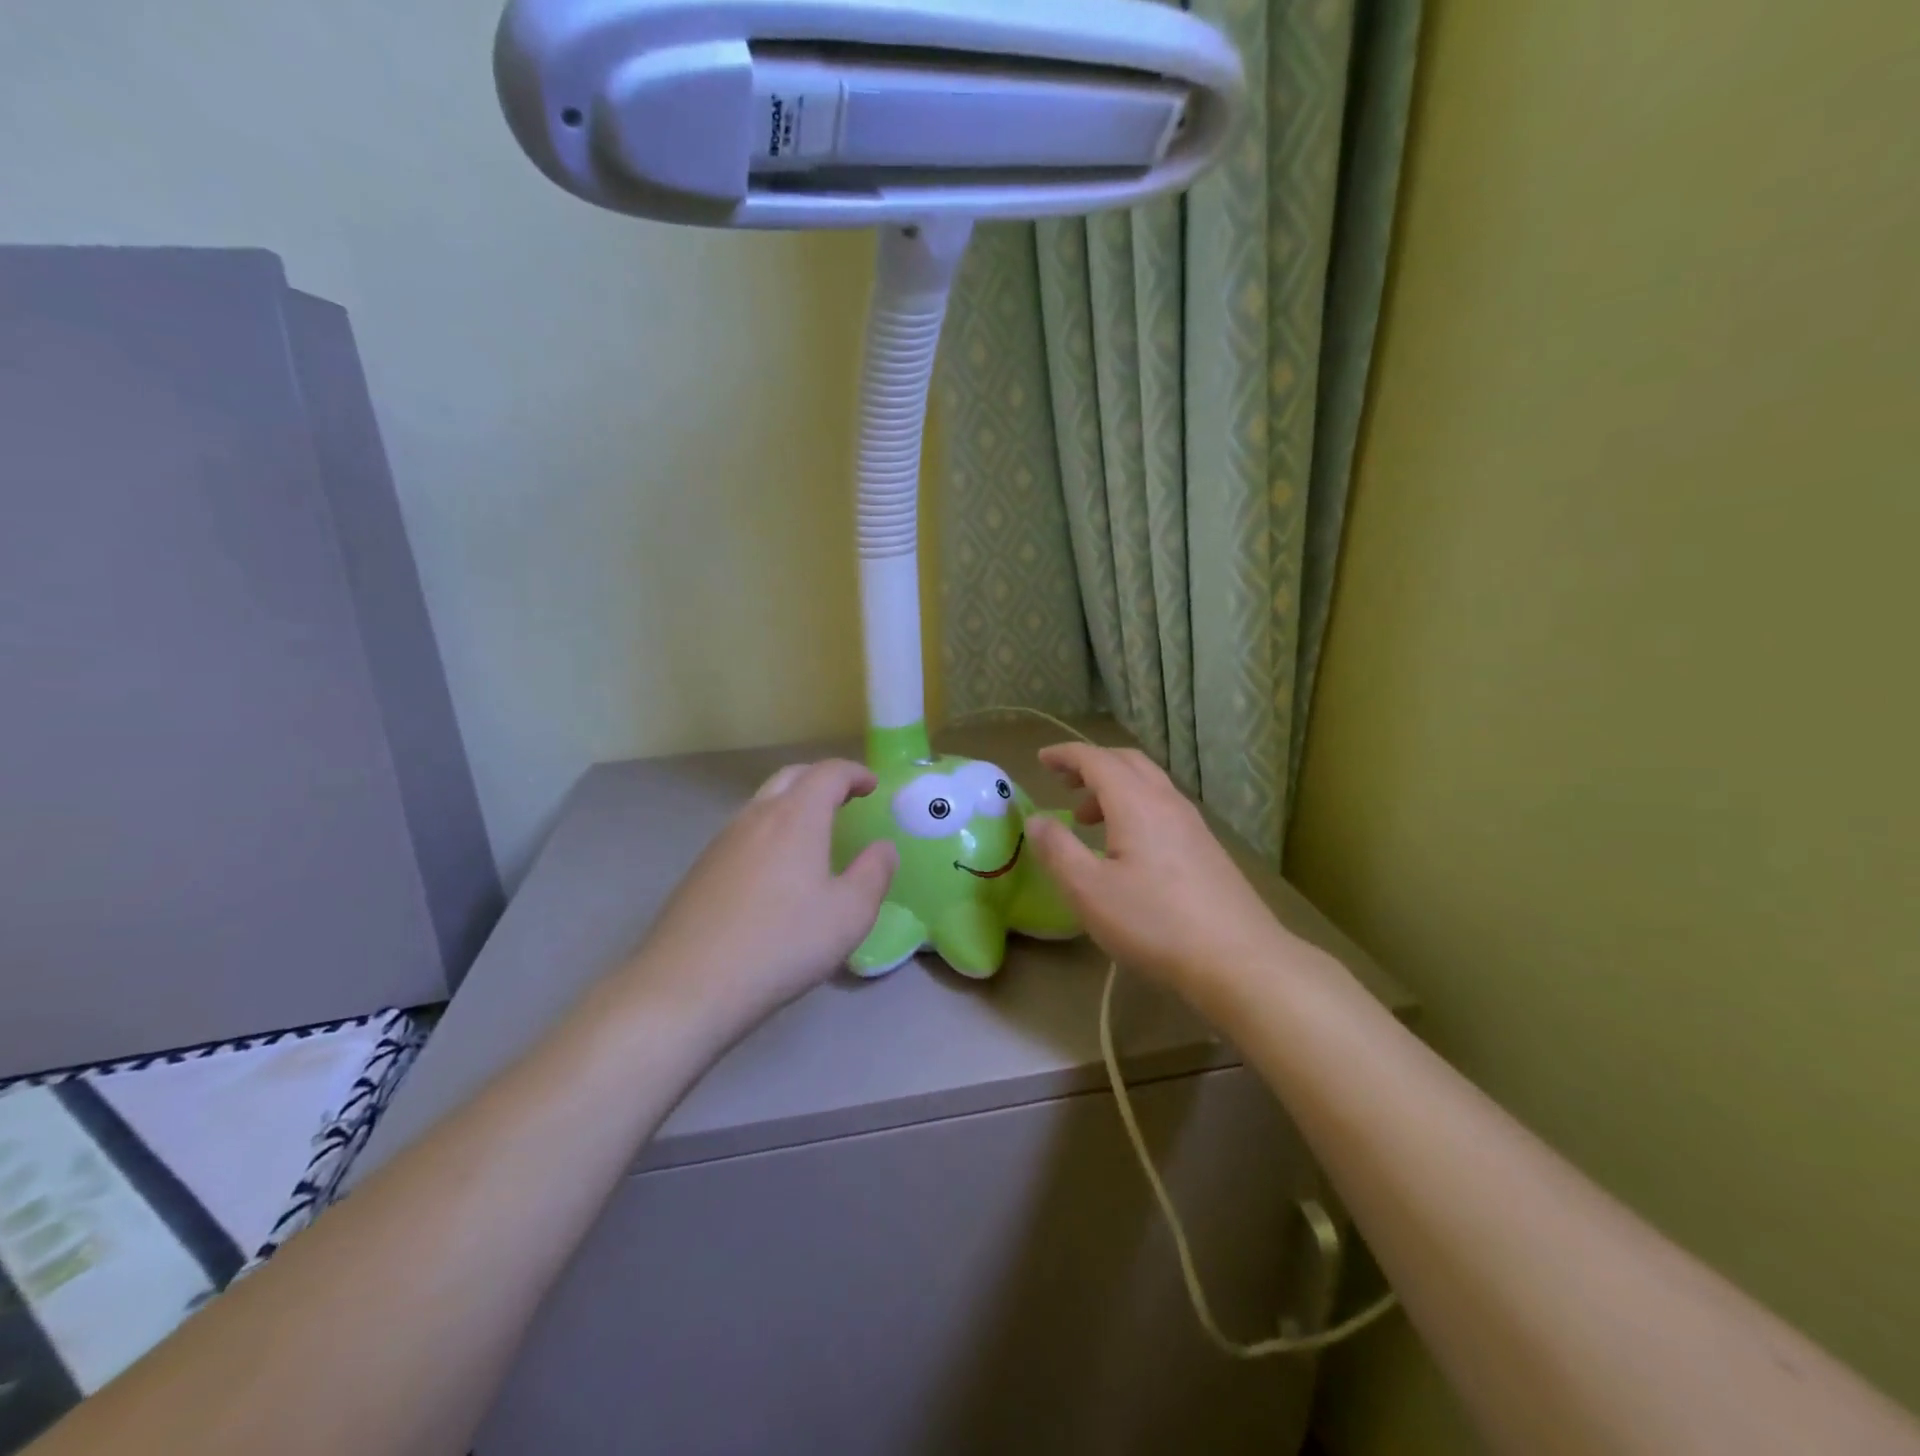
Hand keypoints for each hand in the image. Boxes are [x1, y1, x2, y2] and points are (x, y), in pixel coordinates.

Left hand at [618, 759, 897, 1036]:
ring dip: (793, 803)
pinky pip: (744, 831)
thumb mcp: (849, 915)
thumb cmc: (781, 944)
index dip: (854, 773)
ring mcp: (722, 841)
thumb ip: (874, 874)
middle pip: (791, 777)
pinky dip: (770, 830)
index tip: (872, 786)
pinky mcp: (702, 868)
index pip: (828, 773)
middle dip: (822, 779)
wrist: (687, 985)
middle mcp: (756, 816)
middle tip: (846, 798)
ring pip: (763, 802)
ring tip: (814, 831)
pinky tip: (776, 868)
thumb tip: (883, 848)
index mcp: (796, 817)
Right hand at [1025, 743, 1293, 996]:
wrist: (1240, 960)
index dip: (1066, 755)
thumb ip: (1057, 849)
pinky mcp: (1207, 849)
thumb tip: (1035, 819)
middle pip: (1127, 762)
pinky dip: (1134, 808)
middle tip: (1063, 782)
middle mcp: (1167, 802)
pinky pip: (1163, 808)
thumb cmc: (1154, 922)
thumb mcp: (1088, 890)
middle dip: (1091, 765)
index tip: (1041, 759)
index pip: (1096, 759)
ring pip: (1149, 785)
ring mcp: (1193, 825)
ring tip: (1087, 819)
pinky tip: (1127, 847)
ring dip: (1113, 788)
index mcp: (1136, 803)